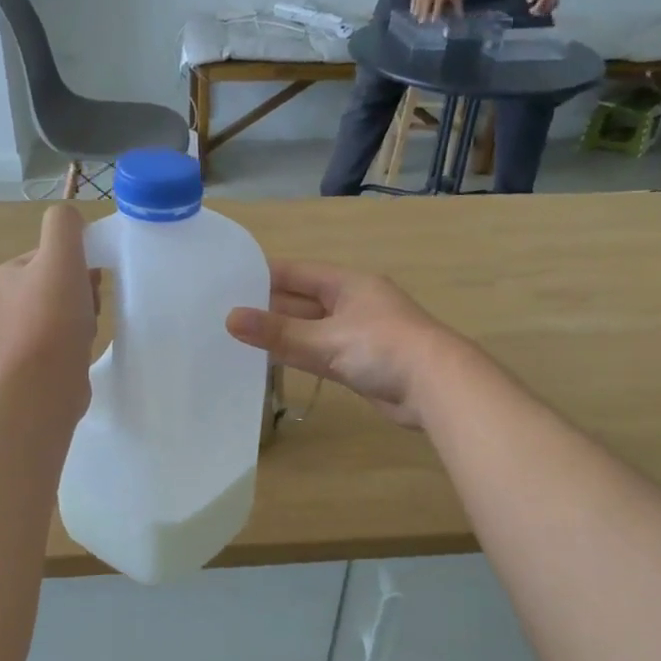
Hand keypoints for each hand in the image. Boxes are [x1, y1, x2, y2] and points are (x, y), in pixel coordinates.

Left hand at [0, 207, 97, 405]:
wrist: (46, 383)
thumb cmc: (52, 317)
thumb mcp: (61, 255)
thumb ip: (64, 225)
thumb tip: (71, 219)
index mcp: (3, 276)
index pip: (48, 255)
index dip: (75, 262)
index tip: (88, 279)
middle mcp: (4, 304)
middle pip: (57, 282)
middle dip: (81, 290)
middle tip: (89, 305)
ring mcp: (18, 335)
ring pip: (63, 310)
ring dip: (82, 314)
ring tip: (87, 329)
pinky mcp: (34, 360)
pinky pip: (63, 337)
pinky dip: (77, 337)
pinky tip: (83, 346)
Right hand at [227, 261, 469, 429]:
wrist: (436, 387)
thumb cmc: (382, 349)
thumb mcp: (325, 339)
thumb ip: (278, 333)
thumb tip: (230, 319)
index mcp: (347, 284)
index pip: (296, 273)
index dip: (262, 275)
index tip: (226, 282)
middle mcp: (351, 303)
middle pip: (301, 301)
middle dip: (267, 307)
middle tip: (223, 314)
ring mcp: (356, 334)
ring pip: (309, 329)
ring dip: (281, 334)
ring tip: (238, 338)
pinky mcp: (359, 363)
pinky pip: (320, 354)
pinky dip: (298, 356)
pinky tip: (271, 362)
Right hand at [410, 0, 464, 22]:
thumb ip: (457, 3)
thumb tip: (460, 16)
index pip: (438, 2)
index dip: (436, 11)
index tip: (433, 21)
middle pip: (427, 1)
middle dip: (423, 10)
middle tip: (421, 22)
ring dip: (417, 8)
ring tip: (414, 17)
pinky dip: (413, 2)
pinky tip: (411, 10)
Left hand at [523, 0, 559, 16]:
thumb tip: (530, 1)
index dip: (540, 4)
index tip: (532, 10)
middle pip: (552, 2)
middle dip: (541, 10)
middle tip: (531, 12)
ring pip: (554, 5)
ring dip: (545, 11)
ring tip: (535, 12)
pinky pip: (555, 5)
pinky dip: (548, 10)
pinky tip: (540, 11)